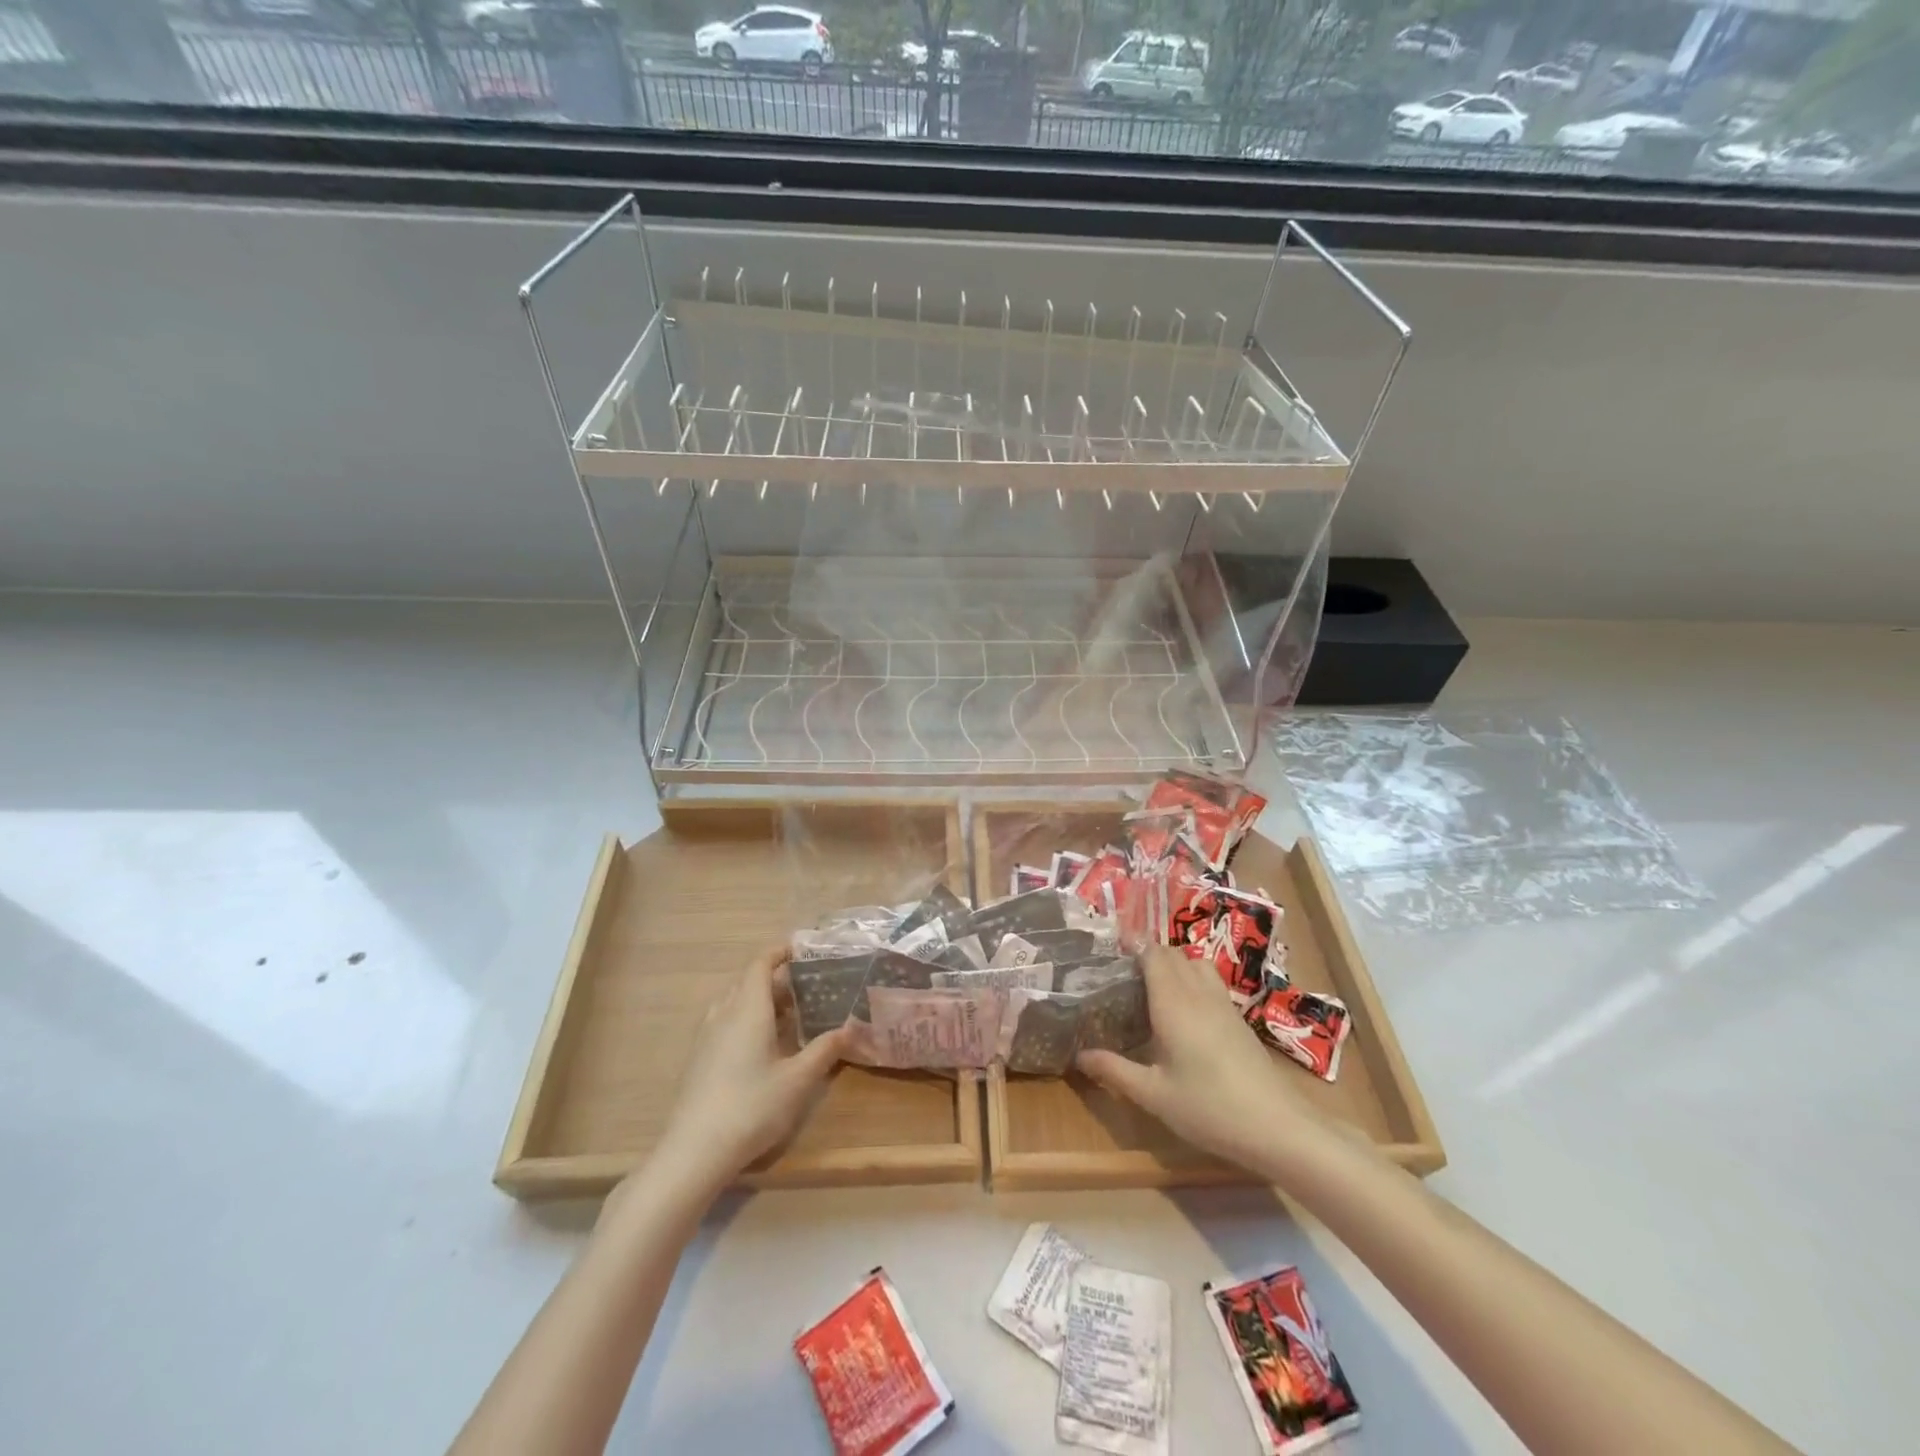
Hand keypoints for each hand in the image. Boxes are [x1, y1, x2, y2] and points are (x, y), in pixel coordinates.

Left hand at [651, 946, 848, 1194]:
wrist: (694, 1150)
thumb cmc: (752, 1106)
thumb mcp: (798, 1080)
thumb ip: (825, 1050)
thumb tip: (851, 1027)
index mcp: (749, 1009)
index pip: (761, 964)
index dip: (779, 952)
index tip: (802, 950)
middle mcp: (724, 1014)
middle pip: (748, 982)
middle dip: (775, 979)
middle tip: (806, 988)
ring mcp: (707, 1037)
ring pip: (734, 1003)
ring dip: (759, 1001)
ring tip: (786, 1016)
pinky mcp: (698, 1059)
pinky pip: (724, 1022)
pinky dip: (745, 1019)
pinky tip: (761, 1046)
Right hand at [1077, 947, 1323, 1169]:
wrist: (1277, 1126)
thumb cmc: (1209, 1107)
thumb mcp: (1153, 1094)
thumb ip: (1115, 1070)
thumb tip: (1079, 1055)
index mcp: (1173, 1002)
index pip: (1153, 954)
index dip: (1133, 948)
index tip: (1110, 956)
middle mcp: (1198, 993)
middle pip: (1174, 953)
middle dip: (1149, 955)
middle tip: (1124, 976)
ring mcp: (1223, 1004)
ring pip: (1196, 963)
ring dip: (1175, 965)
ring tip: (1154, 990)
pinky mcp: (1239, 1019)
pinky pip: (1210, 982)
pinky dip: (1193, 981)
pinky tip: (1184, 1013)